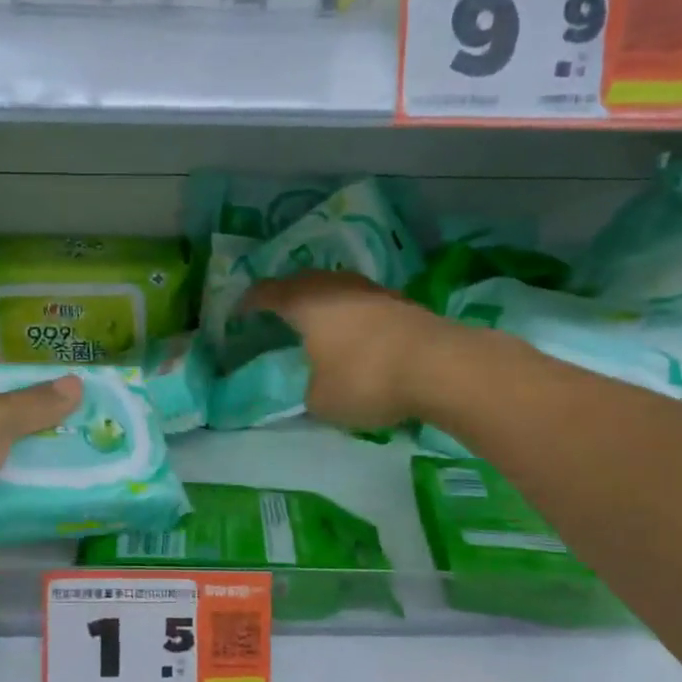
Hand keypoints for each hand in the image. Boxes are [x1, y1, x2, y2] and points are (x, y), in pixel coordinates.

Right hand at [241, 271, 449, 429]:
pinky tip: (353, 333)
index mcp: (305, 303)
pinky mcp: (401, 302)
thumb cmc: (366, 379)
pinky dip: (350, 314)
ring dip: (322, 302)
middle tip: (275, 312)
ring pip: (336, 288)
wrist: (442, 367)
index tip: (239, 312)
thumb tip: (314, 387)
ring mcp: (372, 290)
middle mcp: (335, 286)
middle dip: (286, 294)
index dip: (249, 302)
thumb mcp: (321, 401)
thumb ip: (309, 391)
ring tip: (315, 321)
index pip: (266, 293)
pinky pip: (362, 302)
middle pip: (302, 281)